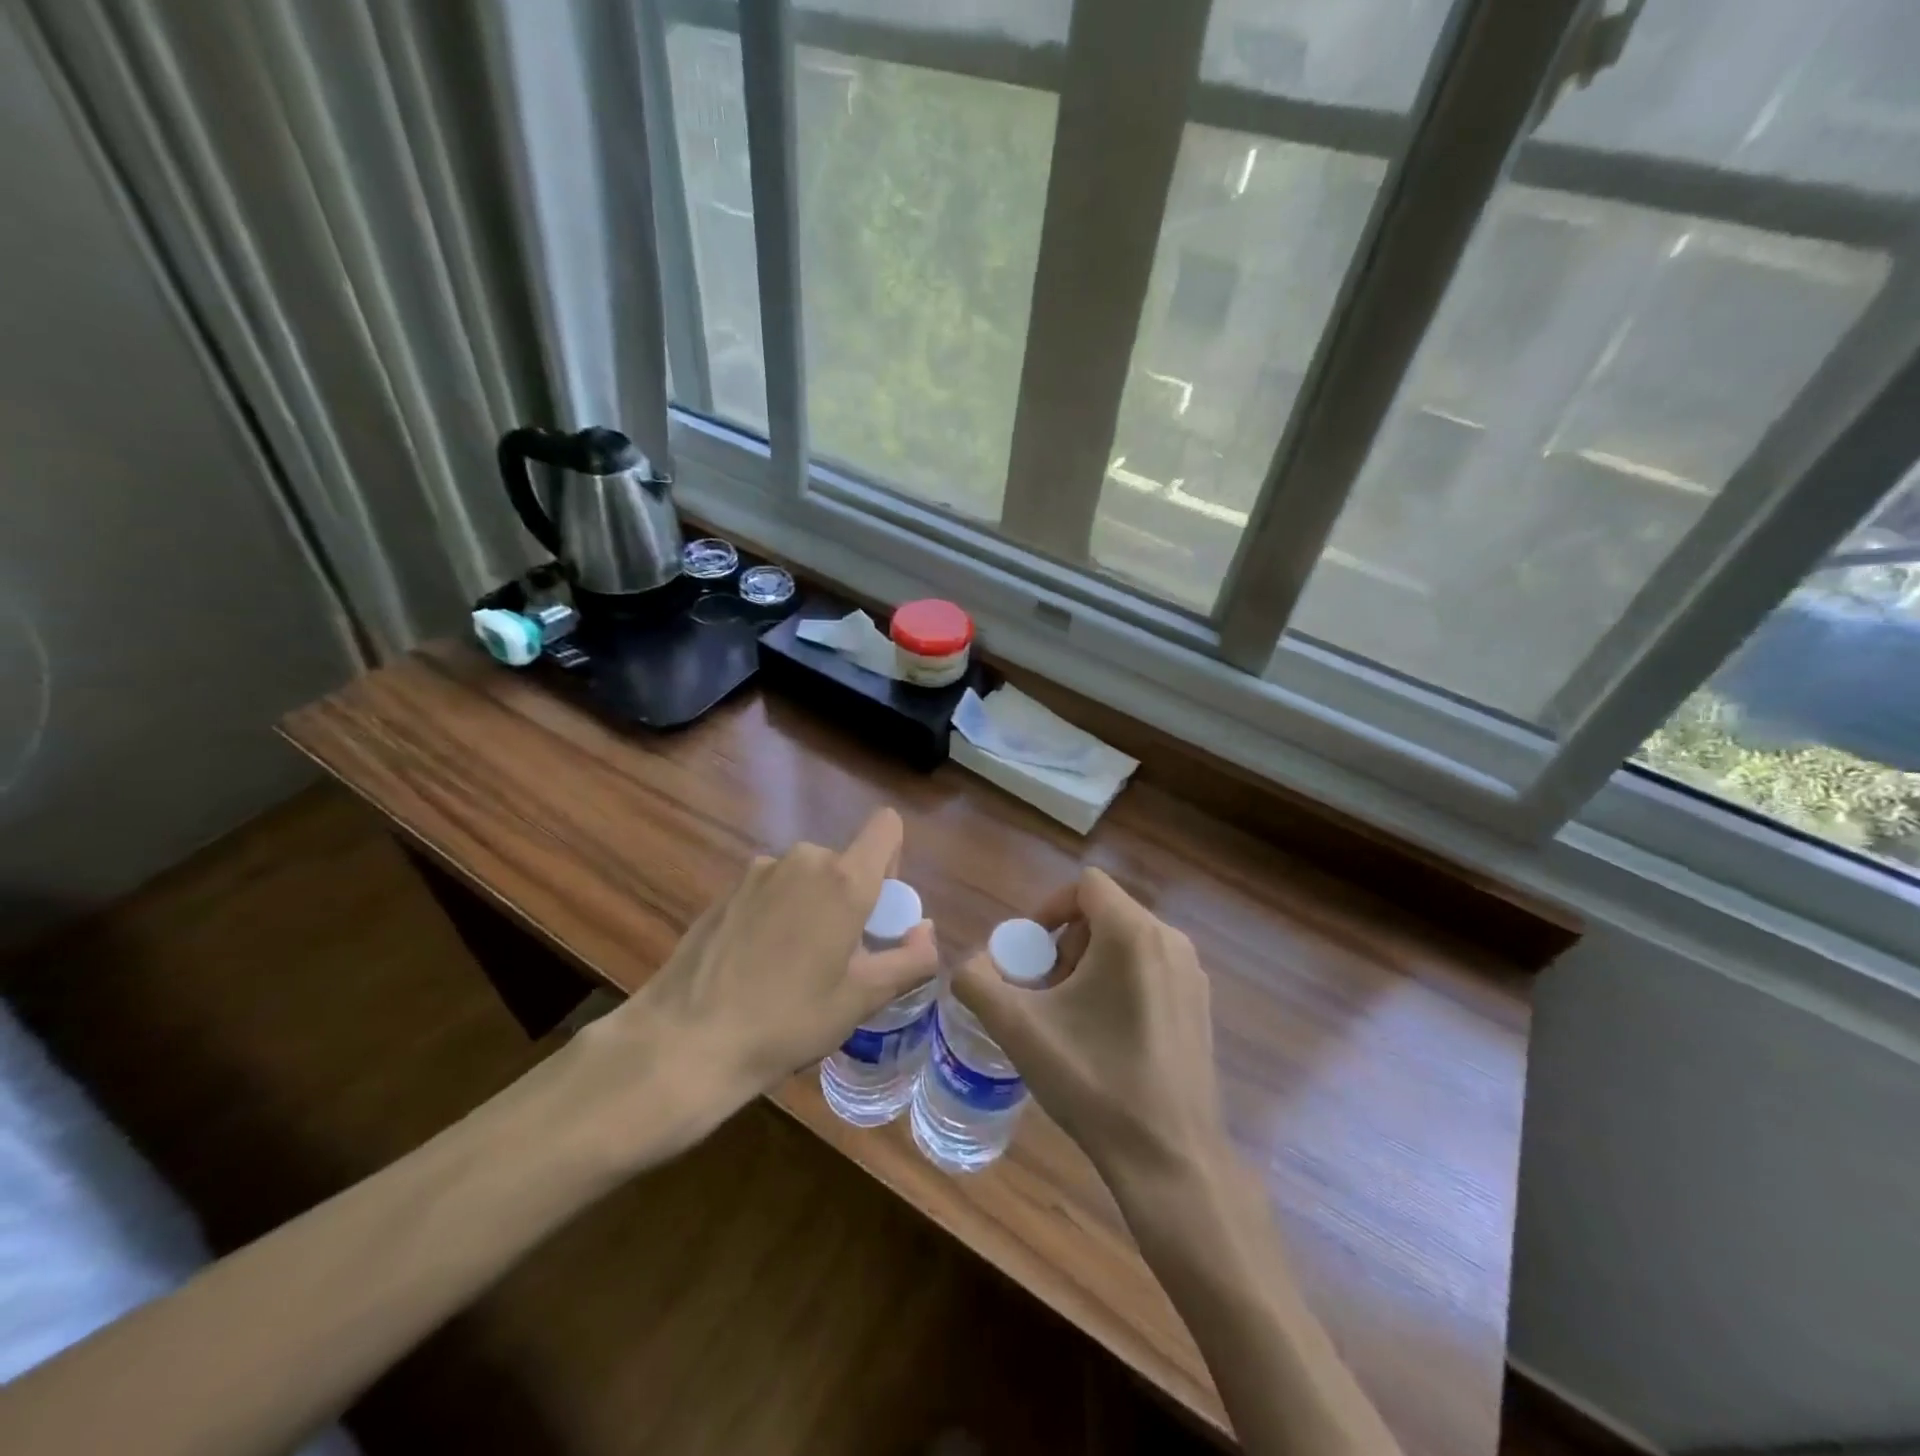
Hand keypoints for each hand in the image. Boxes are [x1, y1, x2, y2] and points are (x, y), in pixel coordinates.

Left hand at [565, 809, 937, 1164]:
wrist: (685, 1042)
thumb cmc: (787, 1021)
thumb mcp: (861, 999)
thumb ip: (910, 960)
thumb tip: (927, 931)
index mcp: (843, 879)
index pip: (886, 827)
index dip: (893, 860)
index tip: (879, 910)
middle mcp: (802, 860)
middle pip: (844, 861)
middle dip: (850, 898)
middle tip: (839, 957)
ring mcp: (758, 872)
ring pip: (806, 877)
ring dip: (812, 907)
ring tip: (793, 967)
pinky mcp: (726, 891)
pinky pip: (771, 890)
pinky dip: (777, 914)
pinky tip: (756, 966)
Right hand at [952, 868, 1228, 1188]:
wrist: (1170, 1157)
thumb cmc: (1093, 1081)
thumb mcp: (1018, 1028)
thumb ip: (978, 983)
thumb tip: (969, 965)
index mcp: (1132, 933)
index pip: (1086, 885)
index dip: (1049, 907)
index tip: (1030, 951)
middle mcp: (1170, 940)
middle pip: (1105, 913)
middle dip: (1067, 942)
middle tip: (1046, 989)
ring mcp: (1191, 974)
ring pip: (1128, 942)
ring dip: (1091, 963)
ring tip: (1071, 1015)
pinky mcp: (1200, 1005)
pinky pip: (1151, 968)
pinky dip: (1121, 981)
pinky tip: (1106, 1036)